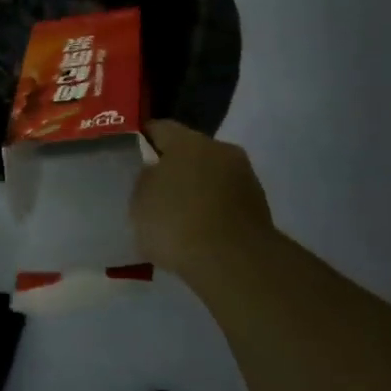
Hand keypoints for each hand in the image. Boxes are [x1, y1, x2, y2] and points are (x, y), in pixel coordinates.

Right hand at [131, 120, 277, 279]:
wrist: (234, 262)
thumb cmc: (177, 223)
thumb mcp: (140, 201)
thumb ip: (145, 181)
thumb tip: (155, 172)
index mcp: (187, 140)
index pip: (159, 128)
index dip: (143, 140)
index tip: (132, 156)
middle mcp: (220, 149)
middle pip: (190, 151)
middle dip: (174, 167)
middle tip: (155, 190)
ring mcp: (244, 176)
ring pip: (211, 176)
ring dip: (196, 189)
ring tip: (178, 216)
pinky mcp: (258, 205)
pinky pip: (226, 200)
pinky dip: (213, 210)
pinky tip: (200, 231)